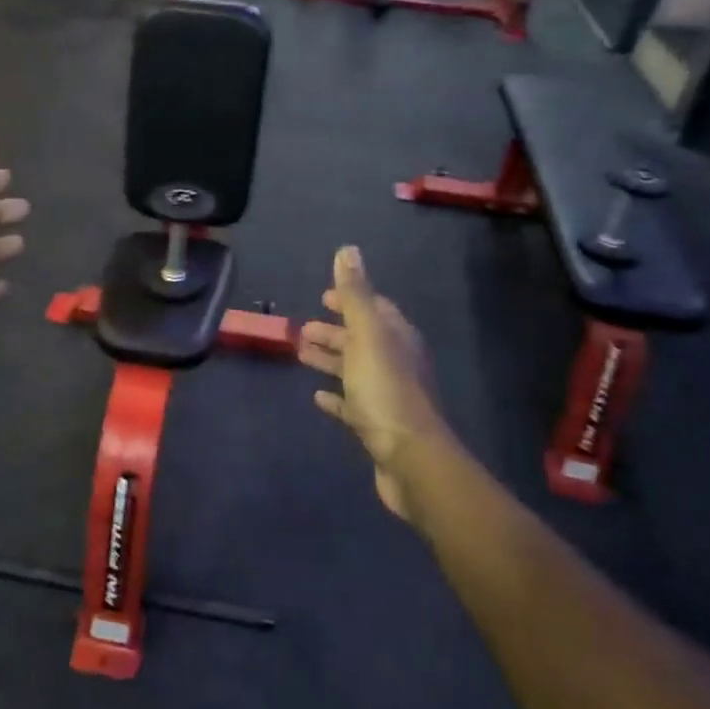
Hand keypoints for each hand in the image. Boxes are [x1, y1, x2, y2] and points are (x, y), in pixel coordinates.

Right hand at [299, 246, 447, 521]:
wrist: (409, 458)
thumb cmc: (385, 390)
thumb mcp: (367, 335)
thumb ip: (355, 294)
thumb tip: (348, 250)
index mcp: (396, 338)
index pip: (375, 308)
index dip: (350, 300)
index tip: (323, 296)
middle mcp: (396, 362)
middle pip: (362, 339)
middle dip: (335, 331)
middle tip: (302, 329)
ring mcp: (388, 395)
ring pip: (355, 369)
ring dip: (330, 360)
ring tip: (300, 354)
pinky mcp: (377, 425)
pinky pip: (352, 404)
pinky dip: (335, 397)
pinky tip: (317, 396)